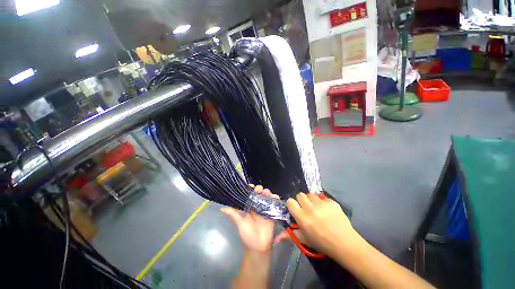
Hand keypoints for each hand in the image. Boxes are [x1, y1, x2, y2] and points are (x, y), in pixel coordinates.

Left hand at [221, 184, 277, 252]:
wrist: (258, 247)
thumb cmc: (248, 235)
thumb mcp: (240, 223)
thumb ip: (233, 214)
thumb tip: (221, 208)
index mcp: (250, 206)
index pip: (251, 194)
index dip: (251, 188)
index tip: (251, 186)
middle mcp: (258, 205)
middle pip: (260, 193)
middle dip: (260, 189)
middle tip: (260, 190)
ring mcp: (266, 208)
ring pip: (268, 196)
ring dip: (268, 192)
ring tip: (267, 193)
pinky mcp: (273, 212)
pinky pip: (275, 203)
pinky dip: (275, 198)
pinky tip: (274, 197)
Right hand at [275, 193, 359, 257]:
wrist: (345, 244)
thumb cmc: (322, 243)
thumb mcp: (304, 240)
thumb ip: (290, 235)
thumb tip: (276, 238)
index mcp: (302, 217)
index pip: (290, 201)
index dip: (291, 204)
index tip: (295, 209)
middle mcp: (310, 208)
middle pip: (300, 195)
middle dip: (301, 201)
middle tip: (306, 208)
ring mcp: (321, 204)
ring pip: (311, 194)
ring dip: (312, 200)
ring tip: (317, 209)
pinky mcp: (331, 202)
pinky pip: (323, 198)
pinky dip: (323, 202)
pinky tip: (327, 211)